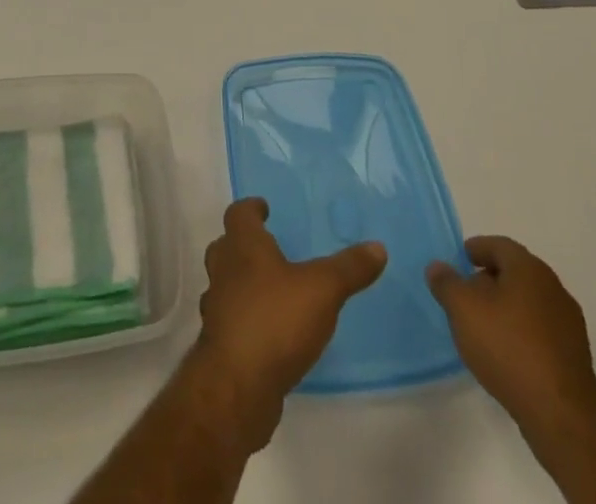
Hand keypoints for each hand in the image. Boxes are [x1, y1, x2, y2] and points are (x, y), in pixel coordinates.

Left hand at [188, 198, 386, 451]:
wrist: (237, 386)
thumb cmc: (276, 320)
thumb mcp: (322, 289)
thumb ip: (348, 268)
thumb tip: (378, 247)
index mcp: (243, 246)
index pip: (239, 213)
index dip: (251, 208)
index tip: (263, 208)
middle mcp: (224, 270)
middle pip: (225, 246)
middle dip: (242, 243)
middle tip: (267, 247)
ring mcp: (217, 308)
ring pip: (224, 283)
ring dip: (240, 282)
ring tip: (268, 289)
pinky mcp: (219, 344)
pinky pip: (230, 319)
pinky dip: (243, 318)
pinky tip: (266, 332)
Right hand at [427, 236, 595, 439]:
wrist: (560, 414)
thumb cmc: (507, 347)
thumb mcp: (462, 308)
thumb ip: (446, 282)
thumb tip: (438, 267)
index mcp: (529, 268)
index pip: (499, 245)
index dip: (476, 249)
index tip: (459, 261)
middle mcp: (554, 288)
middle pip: (515, 273)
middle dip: (489, 280)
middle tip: (466, 294)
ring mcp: (569, 325)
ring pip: (529, 303)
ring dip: (506, 308)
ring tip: (482, 327)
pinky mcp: (575, 357)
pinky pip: (540, 332)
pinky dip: (521, 333)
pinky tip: (506, 353)